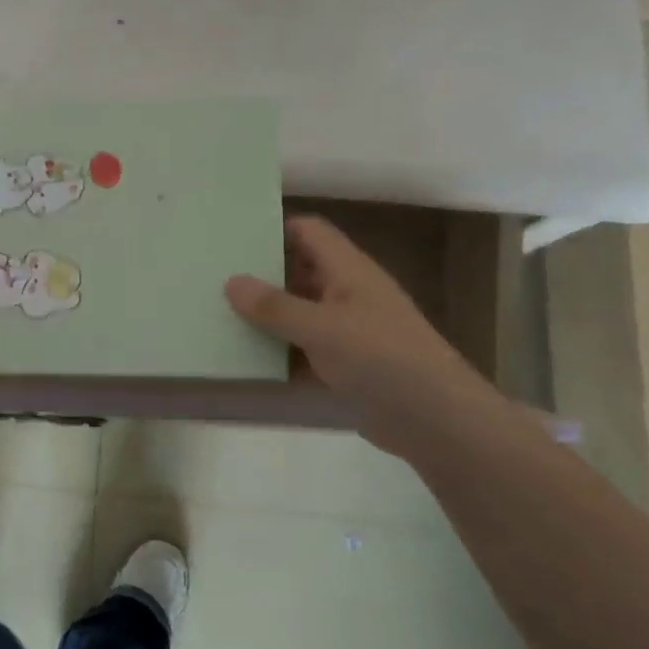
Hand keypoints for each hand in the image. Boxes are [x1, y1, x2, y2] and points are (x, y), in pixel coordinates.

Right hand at [225, 215, 488, 451]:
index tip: (233, 236)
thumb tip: (231, 282)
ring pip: (298, 313)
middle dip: (261, 274)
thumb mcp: (321, 328)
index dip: (275, 228)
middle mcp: (346, 294)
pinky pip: (302, 350)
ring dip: (266, 316)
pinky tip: (244, 358)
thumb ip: (275, 306)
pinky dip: (278, 353)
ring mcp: (346, 331)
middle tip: (214, 275)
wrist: (434, 420)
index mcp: (348, 271)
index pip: (309, 232)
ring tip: (218, 313)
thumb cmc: (381, 358)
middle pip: (299, 271)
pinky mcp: (344, 366)